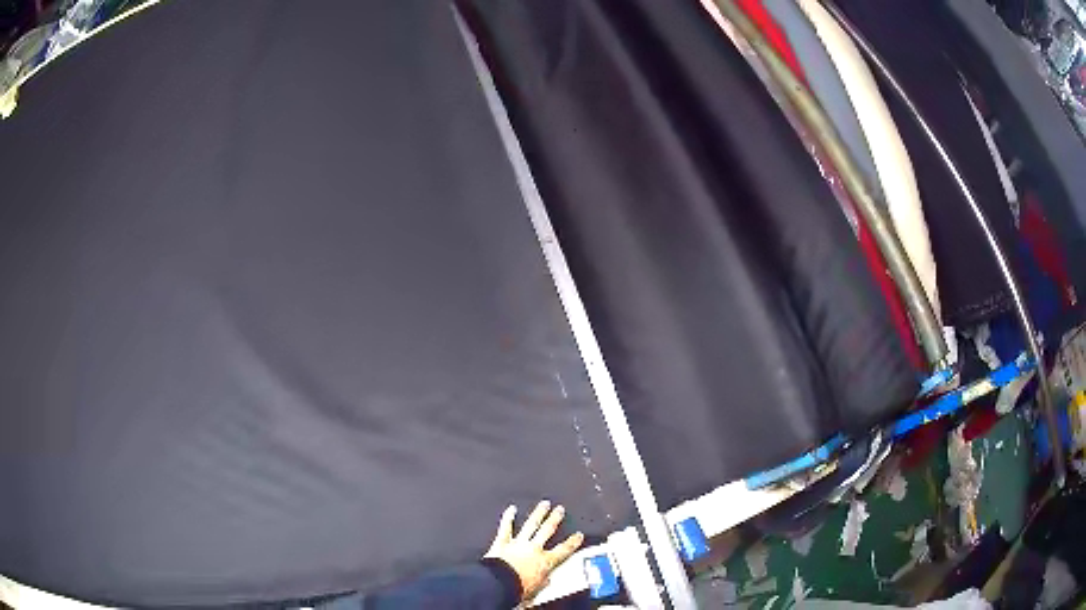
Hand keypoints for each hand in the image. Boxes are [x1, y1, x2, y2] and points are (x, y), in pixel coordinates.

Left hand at [484, 501, 584, 599]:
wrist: (499, 584)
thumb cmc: (518, 589)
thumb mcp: (536, 590)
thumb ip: (543, 583)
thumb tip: (547, 581)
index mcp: (545, 561)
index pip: (563, 550)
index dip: (572, 542)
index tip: (578, 535)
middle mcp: (533, 549)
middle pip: (547, 531)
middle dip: (554, 519)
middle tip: (560, 509)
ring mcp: (517, 543)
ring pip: (530, 525)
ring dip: (538, 514)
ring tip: (544, 504)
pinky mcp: (502, 543)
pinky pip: (505, 528)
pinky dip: (508, 518)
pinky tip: (511, 509)